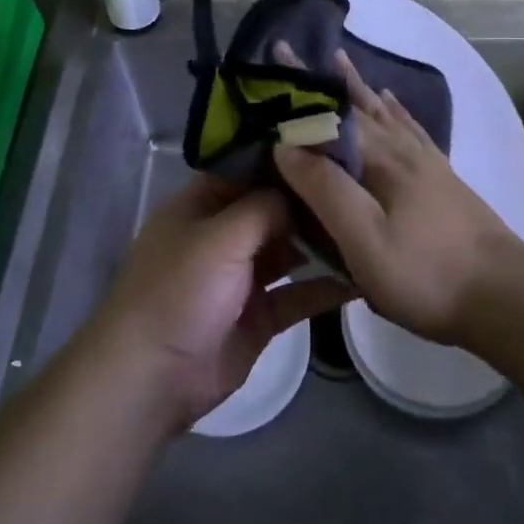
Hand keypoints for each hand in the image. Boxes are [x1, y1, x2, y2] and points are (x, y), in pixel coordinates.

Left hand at [92, 174, 349, 429]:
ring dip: (322, 242)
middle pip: (273, 209)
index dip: (285, 160)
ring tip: (369, 225)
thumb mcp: (219, 237)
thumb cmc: (179, 291)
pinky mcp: (259, 316)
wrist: (153, 376)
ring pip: (289, 250)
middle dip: (311, 201)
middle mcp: (223, 235)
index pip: (247, 170)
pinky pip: (298, 294)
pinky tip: (364, 275)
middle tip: (364, 185)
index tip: (331, 146)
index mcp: (201, 206)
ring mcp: (241, 277)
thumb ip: (263, 207)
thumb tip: (300, 190)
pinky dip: (326, 287)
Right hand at [273, 51, 519, 343]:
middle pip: (355, 104)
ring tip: (339, 61)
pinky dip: (395, 110)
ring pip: (384, 112)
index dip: (299, 86)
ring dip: (356, 86)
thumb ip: (325, 190)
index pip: (329, 112)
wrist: (504, 296)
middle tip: (292, 51)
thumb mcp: (364, 240)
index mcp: (380, 159)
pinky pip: (411, 128)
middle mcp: (402, 149)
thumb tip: (285, 145)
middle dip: (320, 79)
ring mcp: (426, 161)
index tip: (274, 53)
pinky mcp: (442, 177)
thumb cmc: (426, 273)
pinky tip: (391, 102)